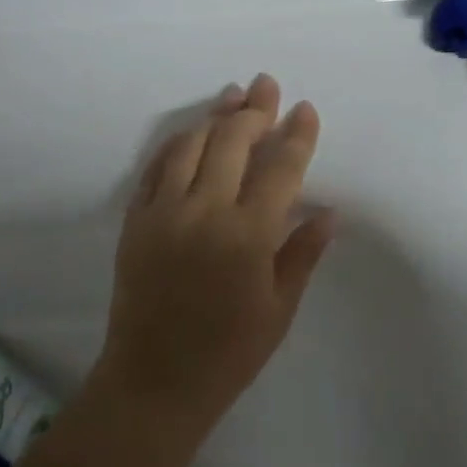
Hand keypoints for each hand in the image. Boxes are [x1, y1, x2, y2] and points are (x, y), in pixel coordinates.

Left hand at [97, 74, 334, 434]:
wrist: (154, 381)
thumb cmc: (228, 353)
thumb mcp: (279, 308)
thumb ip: (303, 253)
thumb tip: (330, 212)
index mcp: (248, 235)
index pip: (280, 168)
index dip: (296, 134)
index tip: (304, 109)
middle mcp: (205, 211)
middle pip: (232, 142)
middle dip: (255, 109)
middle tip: (267, 86)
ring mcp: (165, 211)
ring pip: (191, 144)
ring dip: (215, 115)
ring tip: (233, 96)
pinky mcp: (136, 219)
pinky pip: (157, 166)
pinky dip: (177, 142)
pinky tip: (192, 131)